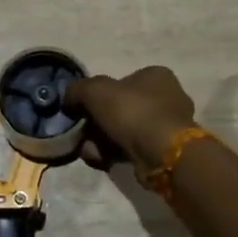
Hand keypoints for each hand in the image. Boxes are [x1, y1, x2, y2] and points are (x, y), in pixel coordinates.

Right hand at [65, 65, 196, 174]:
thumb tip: (68, 100)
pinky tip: (101, 160)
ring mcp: (168, 126)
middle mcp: (167, 97)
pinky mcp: (166, 151)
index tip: (83, 110)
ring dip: (103, 141)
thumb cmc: (132, 112)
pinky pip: (134, 149)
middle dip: (98, 123)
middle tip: (83, 134)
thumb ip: (78, 90)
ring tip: (89, 151)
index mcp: (156, 75)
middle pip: (121, 108)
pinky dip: (115, 154)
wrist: (163, 153)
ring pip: (125, 131)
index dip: (99, 95)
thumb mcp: (95, 91)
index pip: (122, 81)